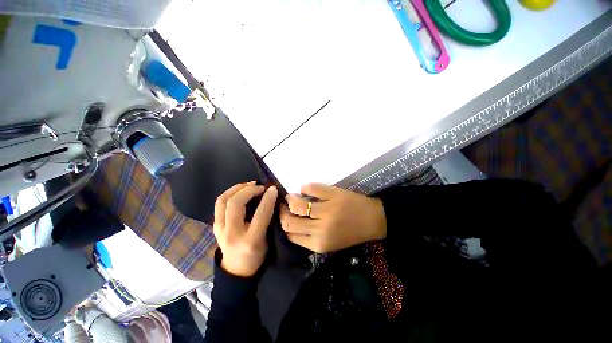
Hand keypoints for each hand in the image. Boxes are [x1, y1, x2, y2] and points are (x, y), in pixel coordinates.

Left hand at [213, 182, 277, 276]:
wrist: (236, 270)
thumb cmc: (257, 256)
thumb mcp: (268, 240)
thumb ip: (270, 219)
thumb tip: (271, 198)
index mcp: (250, 240)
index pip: (260, 214)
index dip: (268, 199)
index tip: (273, 189)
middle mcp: (231, 234)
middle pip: (236, 204)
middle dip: (250, 190)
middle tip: (261, 187)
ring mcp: (219, 229)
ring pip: (223, 200)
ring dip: (237, 188)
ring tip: (250, 184)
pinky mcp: (215, 225)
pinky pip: (219, 203)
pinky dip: (230, 192)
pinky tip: (240, 190)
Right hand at [280, 183, 385, 252]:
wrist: (373, 220)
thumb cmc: (350, 232)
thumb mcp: (329, 243)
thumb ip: (309, 236)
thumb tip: (291, 221)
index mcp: (318, 243)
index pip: (289, 235)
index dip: (282, 223)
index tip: (281, 215)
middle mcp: (320, 229)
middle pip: (289, 221)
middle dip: (281, 211)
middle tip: (283, 204)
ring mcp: (327, 211)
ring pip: (297, 204)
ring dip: (290, 198)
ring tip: (292, 196)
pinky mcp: (333, 195)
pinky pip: (311, 188)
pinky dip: (305, 187)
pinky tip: (306, 189)